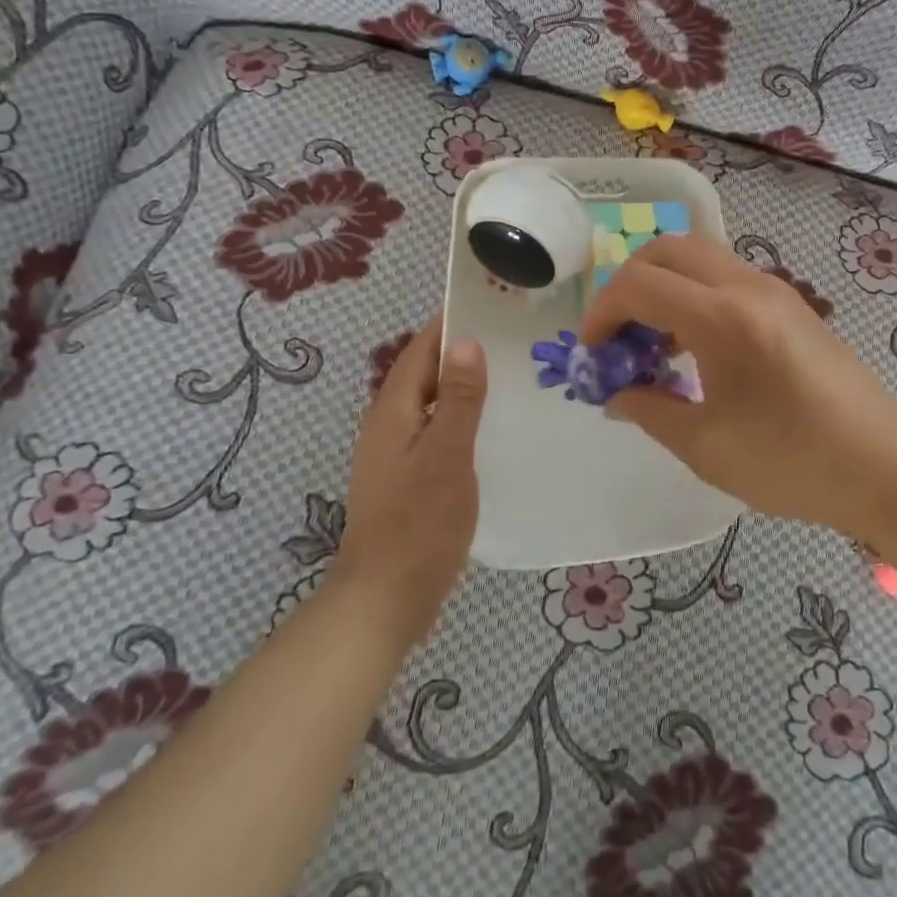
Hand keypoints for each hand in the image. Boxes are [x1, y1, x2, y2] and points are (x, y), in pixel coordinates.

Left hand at [330, 319, 486, 639]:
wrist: (387, 596)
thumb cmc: (419, 522)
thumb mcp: (447, 455)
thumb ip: (460, 399)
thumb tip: (466, 342)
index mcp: (392, 412)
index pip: (419, 350)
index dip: (447, 323)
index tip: (486, 301)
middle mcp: (389, 425)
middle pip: (424, 374)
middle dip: (460, 351)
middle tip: (510, 336)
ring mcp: (397, 455)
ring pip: (432, 404)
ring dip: (463, 386)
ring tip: (509, 374)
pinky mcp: (409, 479)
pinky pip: (437, 432)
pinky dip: (462, 419)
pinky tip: (491, 429)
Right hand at [579, 235, 896, 532]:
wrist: (885, 467)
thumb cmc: (792, 462)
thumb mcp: (706, 447)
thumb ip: (649, 411)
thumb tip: (616, 395)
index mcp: (722, 319)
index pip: (639, 285)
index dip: (602, 313)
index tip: (593, 353)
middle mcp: (748, 287)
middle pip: (667, 249)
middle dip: (628, 284)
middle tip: (618, 335)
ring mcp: (775, 290)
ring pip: (700, 257)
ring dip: (664, 286)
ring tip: (654, 345)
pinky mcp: (792, 305)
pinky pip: (727, 277)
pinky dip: (695, 295)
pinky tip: (696, 349)